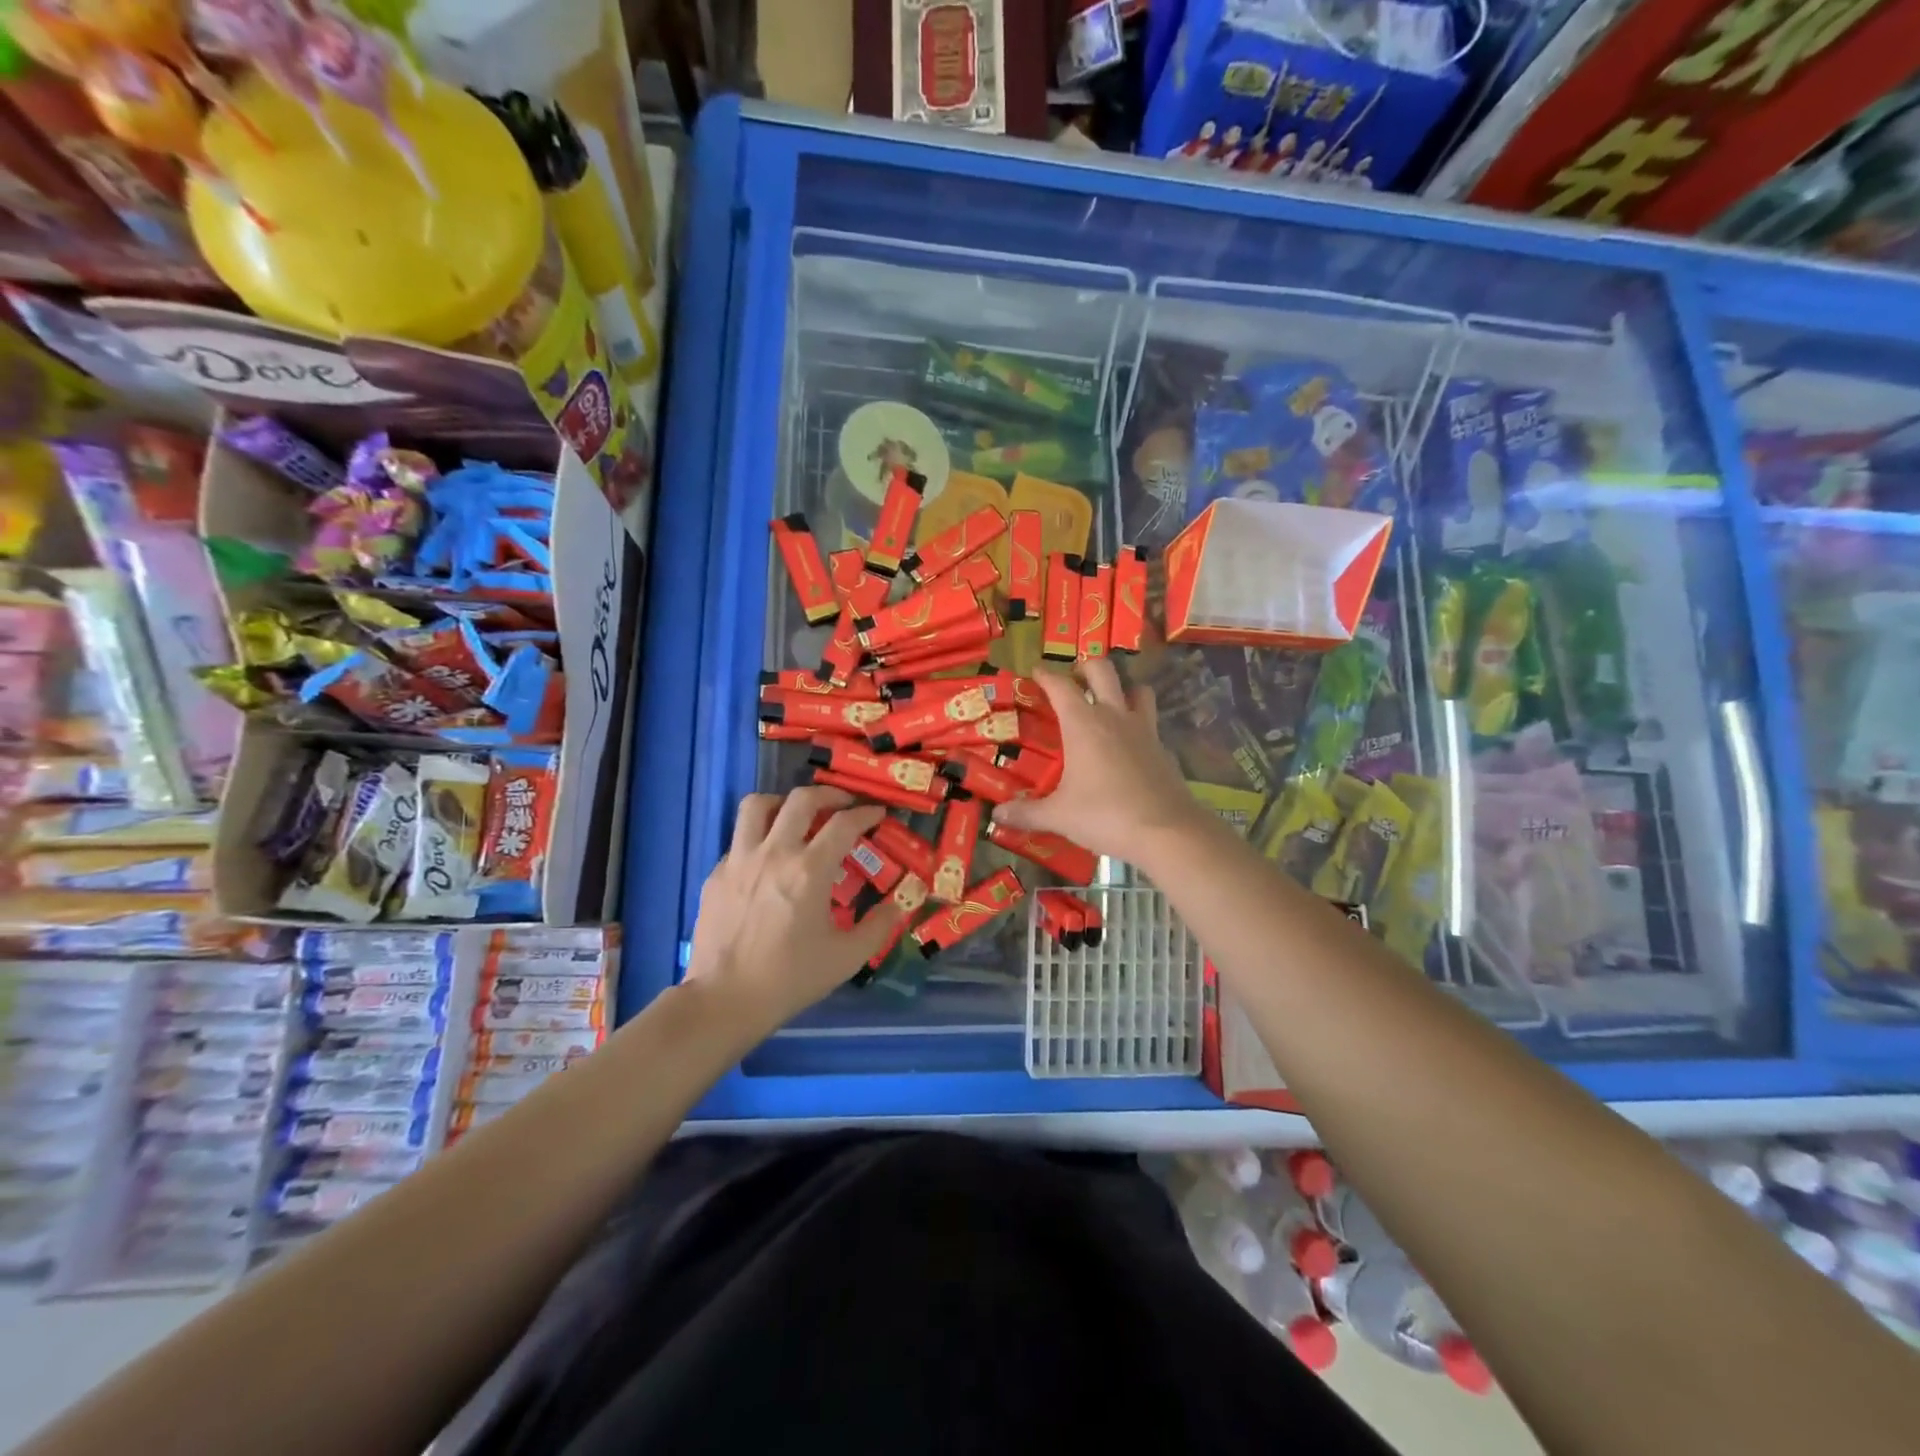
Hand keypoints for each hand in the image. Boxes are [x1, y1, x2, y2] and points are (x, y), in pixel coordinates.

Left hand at [683, 788, 907, 1038]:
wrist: (725, 1000)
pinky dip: (759, 837)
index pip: (844, 824)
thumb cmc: (790, 978)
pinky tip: (768, 860)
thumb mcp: (846, 957)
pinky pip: (739, 839)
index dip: (866, 813)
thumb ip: (878, 925)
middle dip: (829, 794)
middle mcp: (774, 853)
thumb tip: (900, 903)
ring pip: (757, 805)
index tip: (878, 814)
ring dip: (783, 803)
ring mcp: (739, 860)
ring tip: (796, 816)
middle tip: (843, 805)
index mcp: (809, 870)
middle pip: (801, 799)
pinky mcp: (716, 874)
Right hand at [991, 660, 1208, 864]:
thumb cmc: (1105, 815)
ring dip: (1123, 689)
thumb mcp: (1059, 816)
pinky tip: (1130, 746)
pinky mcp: (1163, 749)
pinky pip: (1150, 724)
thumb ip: (1027, 813)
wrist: (1167, 831)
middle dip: (1085, 667)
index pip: (1061, 686)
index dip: (1046, 675)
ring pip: (1137, 690)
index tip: (1035, 671)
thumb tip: (998, 815)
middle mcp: (1115, 717)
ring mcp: (1144, 730)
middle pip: (1103, 671)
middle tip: (1073, 678)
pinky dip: (1138, 725)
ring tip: (1109, 702)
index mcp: (1084, 724)